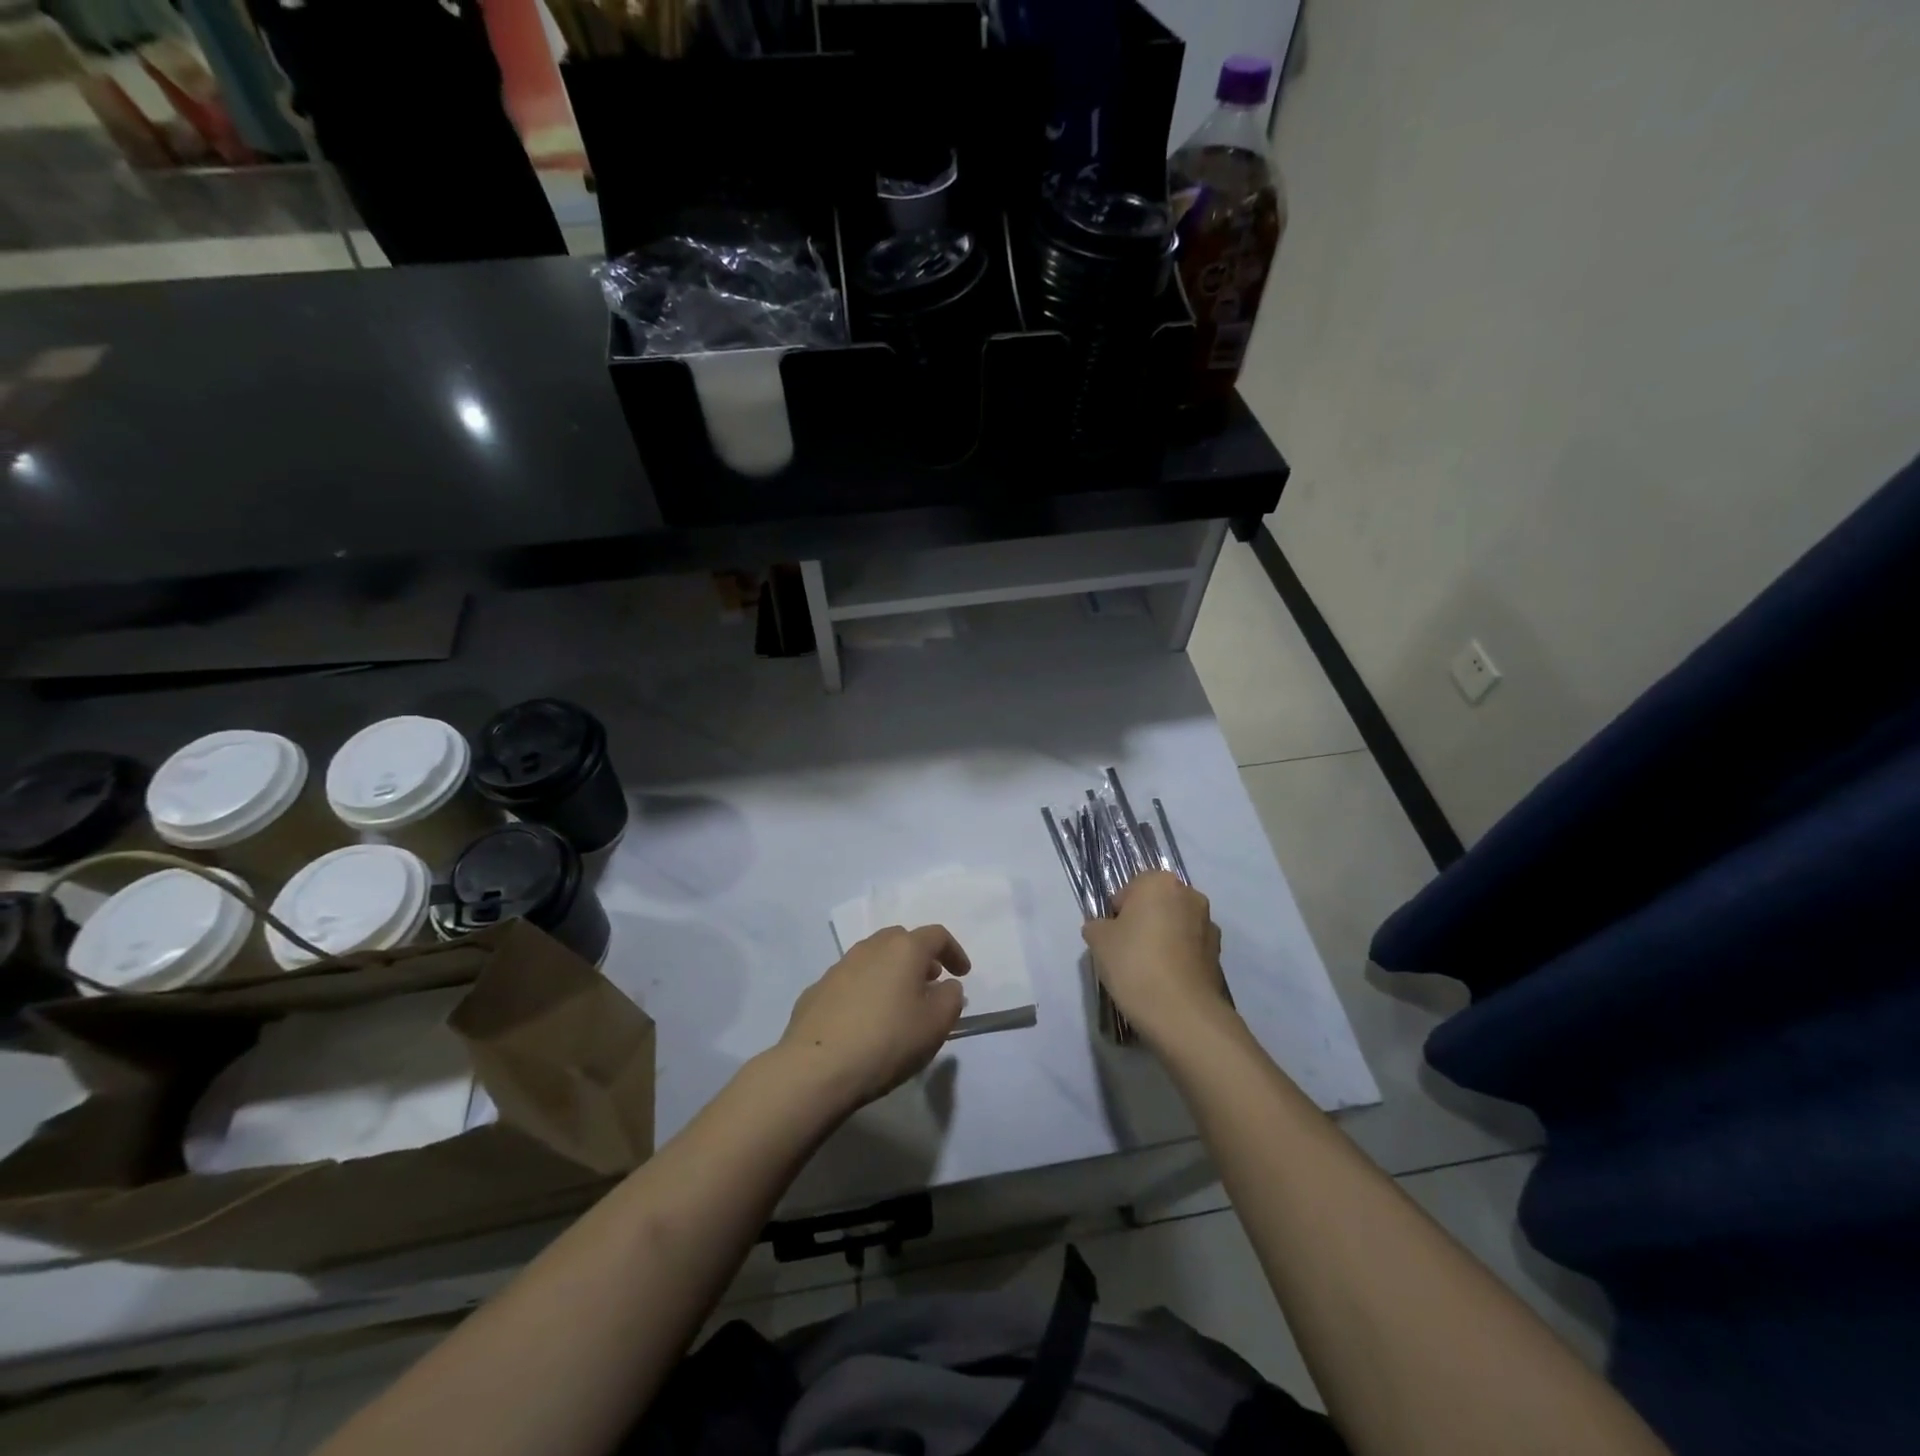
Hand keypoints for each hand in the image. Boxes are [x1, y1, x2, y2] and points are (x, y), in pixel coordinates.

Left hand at [774, 925, 969, 1112]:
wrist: (816, 1068)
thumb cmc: (887, 1041)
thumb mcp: (935, 1025)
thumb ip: (951, 999)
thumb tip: (946, 986)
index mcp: (903, 949)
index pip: (936, 935)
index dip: (954, 952)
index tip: (962, 974)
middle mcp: (870, 948)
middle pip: (900, 940)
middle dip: (919, 957)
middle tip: (930, 982)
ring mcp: (838, 967)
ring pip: (872, 958)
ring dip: (890, 972)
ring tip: (898, 1002)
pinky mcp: (816, 990)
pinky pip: (850, 981)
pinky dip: (865, 990)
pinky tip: (865, 1020)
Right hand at [1082, 872, 1232, 1047]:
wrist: (1181, 1012)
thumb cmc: (1134, 962)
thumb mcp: (1098, 940)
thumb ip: (1097, 926)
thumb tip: (1104, 929)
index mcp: (1160, 882)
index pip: (1131, 889)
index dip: (1117, 912)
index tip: (1112, 937)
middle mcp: (1190, 896)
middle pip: (1157, 905)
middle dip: (1143, 923)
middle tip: (1127, 951)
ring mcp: (1209, 926)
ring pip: (1175, 927)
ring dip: (1163, 940)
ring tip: (1147, 971)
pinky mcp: (1219, 955)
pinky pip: (1189, 949)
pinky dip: (1178, 959)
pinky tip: (1165, 982)